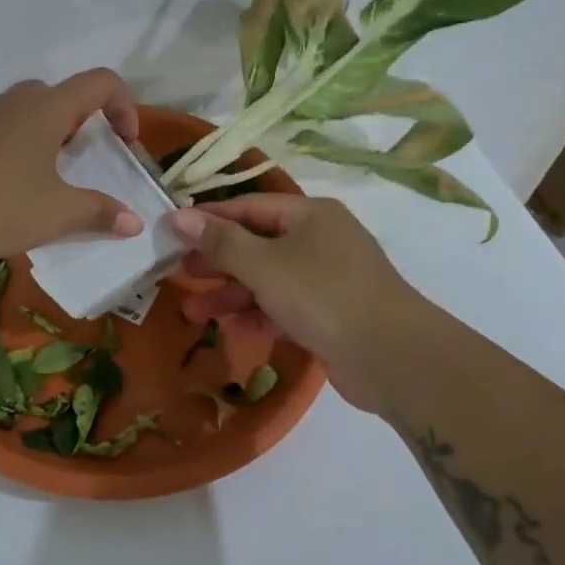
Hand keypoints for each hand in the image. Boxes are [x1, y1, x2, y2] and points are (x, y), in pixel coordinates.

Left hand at [0, 70, 145, 266]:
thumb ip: (99, 213)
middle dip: (79, 123)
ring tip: (43, 182)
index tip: (124, 144)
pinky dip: (11, 153)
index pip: (100, 83)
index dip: (124, 106)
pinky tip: (1, 194)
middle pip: (58, 96)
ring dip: (43, 139)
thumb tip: (133, 222)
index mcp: (46, 108)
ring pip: (22, 115)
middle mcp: (12, 103)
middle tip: (81, 161)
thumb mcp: (57, 214)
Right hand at [168, 195, 442, 411]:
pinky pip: (283, 306)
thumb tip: (178, 216)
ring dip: (231, 294)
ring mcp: (327, 278)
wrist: (392, 357)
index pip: (248, 207)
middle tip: (177, 272)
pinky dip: (257, 314)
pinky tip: (229, 328)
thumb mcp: (264, 265)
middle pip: (256, 243)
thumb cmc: (323, 295)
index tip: (172, 232)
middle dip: (216, 261)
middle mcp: (320, 240)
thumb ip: (220, 241)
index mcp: (310, 215)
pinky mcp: (329, 314)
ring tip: (192, 311)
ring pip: (267, 278)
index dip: (209, 219)